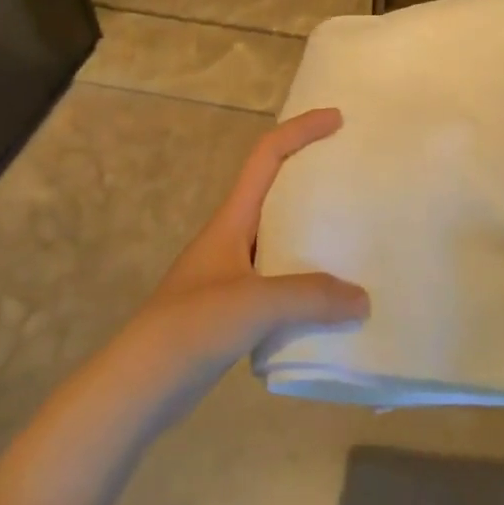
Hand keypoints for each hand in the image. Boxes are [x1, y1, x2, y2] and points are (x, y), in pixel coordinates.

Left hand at [122, 107, 368, 414]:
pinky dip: (307, 281)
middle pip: (276, 192)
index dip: (300, 131)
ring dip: (314, 234)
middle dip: (313, 178)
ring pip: (281, 239)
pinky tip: (331, 301)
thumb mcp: (254, 303)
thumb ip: (310, 297)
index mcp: (232, 219)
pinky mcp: (234, 309)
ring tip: (355, 239)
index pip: (267, 157)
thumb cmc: (192, 327)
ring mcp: (231, 274)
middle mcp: (232, 238)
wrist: (140, 385)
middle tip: (355, 179)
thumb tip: (363, 298)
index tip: (337, 120)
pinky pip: (280, 281)